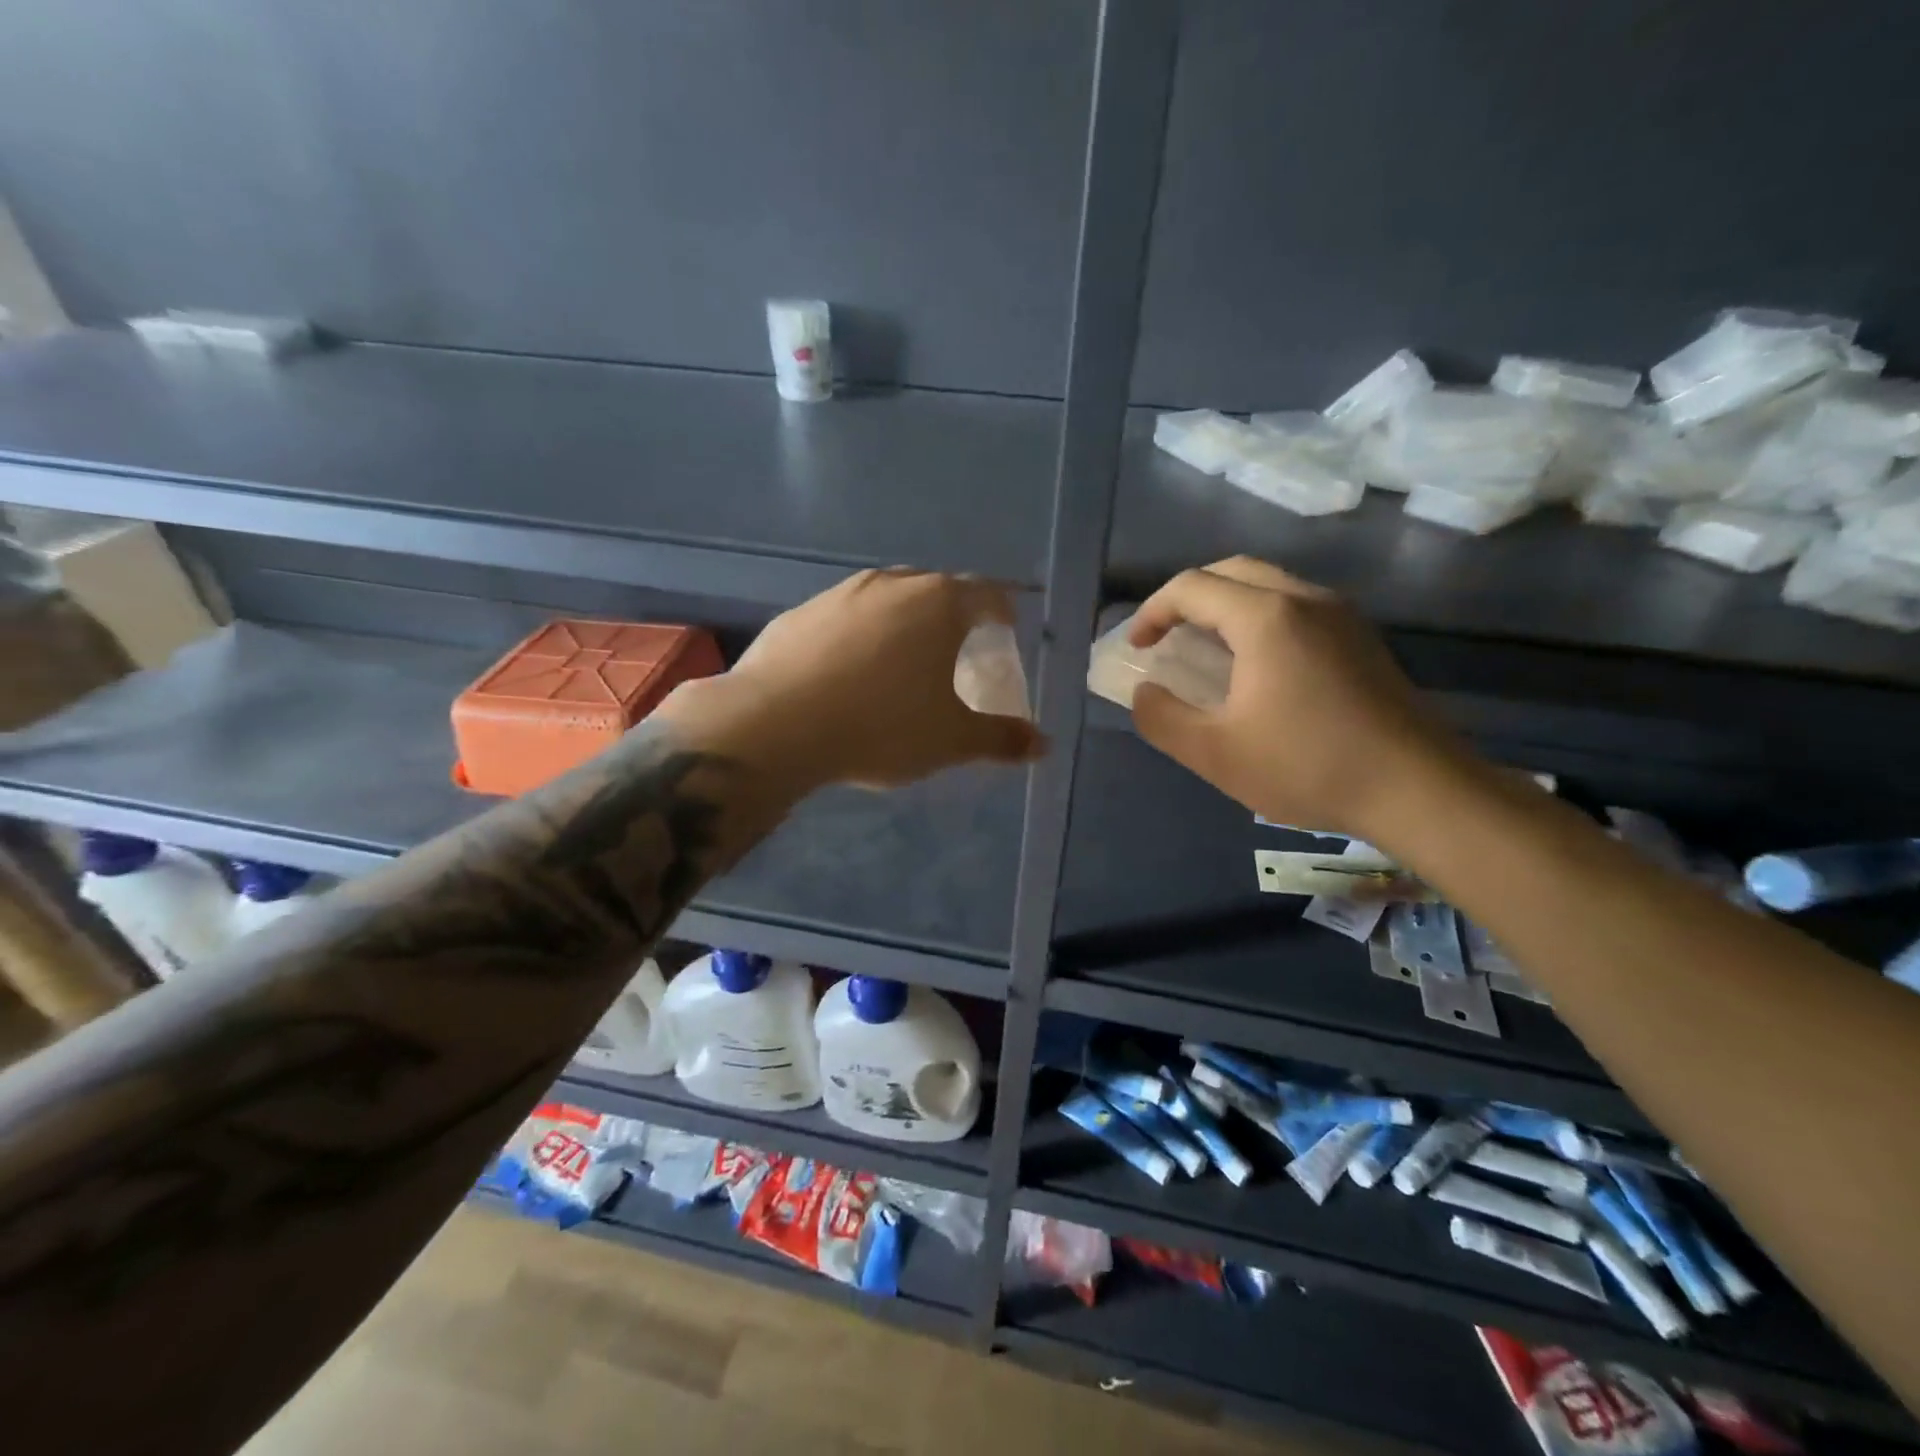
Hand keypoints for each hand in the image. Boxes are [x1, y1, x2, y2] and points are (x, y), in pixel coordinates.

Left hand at [661, 568, 1044, 793]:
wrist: (777, 725)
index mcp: (939, 604)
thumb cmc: (882, 726)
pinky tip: (846, 673)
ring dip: (901, 622)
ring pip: (886, 599)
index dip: (1002, 612)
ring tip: (900, 661)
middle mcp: (892, 584)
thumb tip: (1043, 745)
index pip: (987, 594)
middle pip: (936, 590)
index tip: (1005, 632)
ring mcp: (840, 594)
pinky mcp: (798, 613)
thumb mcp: (951, 740)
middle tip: (956, 651)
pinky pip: (843, 617)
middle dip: (952, 616)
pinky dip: (857, 636)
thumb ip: (1001, 739)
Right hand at [1130, 557, 1463, 840]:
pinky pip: (1297, 605)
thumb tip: (1144, 692)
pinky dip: (1260, 617)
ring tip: (1205, 648)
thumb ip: (1162, 718)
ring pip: (1269, 583)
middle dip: (1188, 597)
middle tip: (1167, 635)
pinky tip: (1257, 665)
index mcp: (1265, 617)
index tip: (1137, 648)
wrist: (1419, 789)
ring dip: (1226, 604)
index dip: (1152, 612)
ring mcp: (1341, 615)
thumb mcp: (1214, 753)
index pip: (1191, 588)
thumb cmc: (1308, 767)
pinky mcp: (1362, 638)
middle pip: (1231, 571)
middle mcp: (1305, 599)